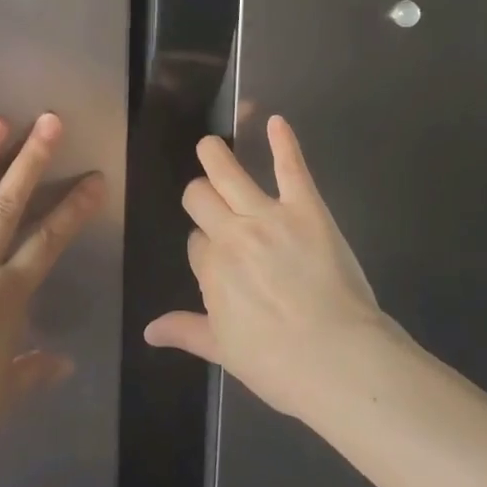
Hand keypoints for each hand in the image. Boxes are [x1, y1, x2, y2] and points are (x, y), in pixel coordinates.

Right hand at [144, 116, 392, 419]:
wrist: (337, 360)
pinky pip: (290, 168)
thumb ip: (186, 331)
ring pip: (227, 173)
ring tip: (210, 144)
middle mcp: (231, 235)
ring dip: (215, 155)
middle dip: (200, 196)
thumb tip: (149, 331)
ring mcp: (267, 217)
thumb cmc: (279, 364)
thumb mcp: (224, 351)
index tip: (218, 260)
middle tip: (208, 198)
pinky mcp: (305, 208)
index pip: (195, 244)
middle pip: (200, 198)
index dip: (204, 248)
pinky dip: (283, 142)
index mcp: (210, 270)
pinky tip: (277, 122)